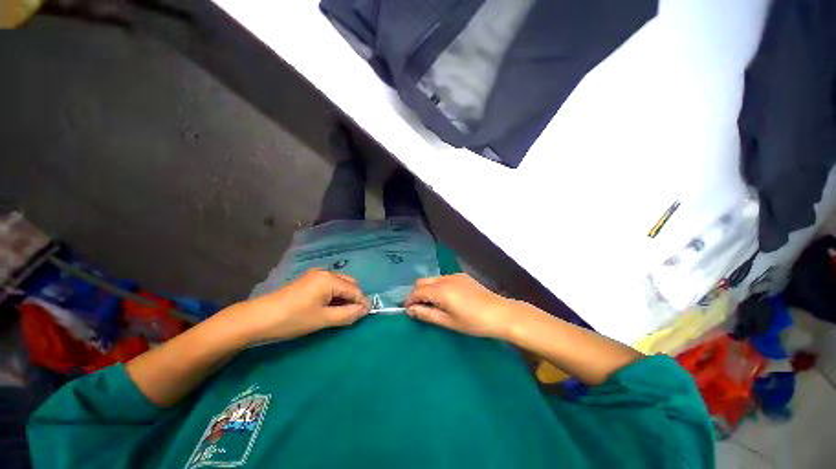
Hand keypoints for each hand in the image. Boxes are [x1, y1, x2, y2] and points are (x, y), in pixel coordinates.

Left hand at [236, 269, 370, 342]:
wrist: (258, 318)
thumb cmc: (293, 319)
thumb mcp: (323, 319)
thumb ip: (347, 314)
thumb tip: (364, 311)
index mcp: (329, 279)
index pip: (354, 290)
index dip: (362, 302)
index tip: (367, 315)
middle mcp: (325, 272)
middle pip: (349, 283)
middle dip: (354, 297)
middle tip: (354, 314)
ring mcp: (315, 275)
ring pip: (339, 283)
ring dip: (345, 296)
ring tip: (343, 312)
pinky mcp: (308, 280)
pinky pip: (329, 285)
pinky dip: (335, 294)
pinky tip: (330, 306)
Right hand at [404, 273, 516, 338]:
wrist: (499, 313)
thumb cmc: (473, 322)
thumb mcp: (448, 322)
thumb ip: (427, 314)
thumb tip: (410, 310)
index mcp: (441, 291)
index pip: (417, 291)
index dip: (409, 300)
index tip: (407, 309)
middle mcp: (445, 279)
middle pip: (422, 281)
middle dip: (415, 292)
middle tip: (417, 307)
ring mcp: (454, 276)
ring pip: (432, 278)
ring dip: (426, 288)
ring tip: (430, 303)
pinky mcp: (462, 276)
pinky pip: (443, 278)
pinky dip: (437, 285)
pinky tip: (444, 297)